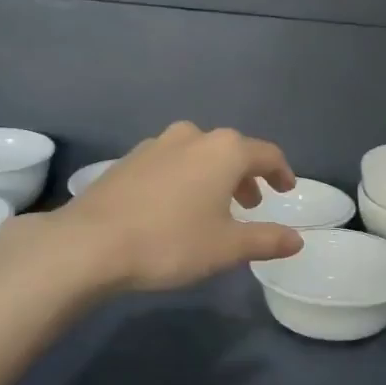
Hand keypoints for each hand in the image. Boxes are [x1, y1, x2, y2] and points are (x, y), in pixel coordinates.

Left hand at [56, 122, 304, 291]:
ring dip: (214, 176)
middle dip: (246, 176)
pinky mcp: (129, 159)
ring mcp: (156, 145)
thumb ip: (266, 240)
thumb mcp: (227, 247)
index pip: (267, 154)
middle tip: (252, 205)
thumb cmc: (170, 241)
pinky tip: (175, 206)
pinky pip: (171, 162)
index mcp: (224, 151)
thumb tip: (296, 240)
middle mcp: (193, 137)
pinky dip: (185, 178)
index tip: (286, 190)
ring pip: (198, 154)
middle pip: (231, 151)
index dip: (281, 172)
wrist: (89, 243)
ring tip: (214, 206)